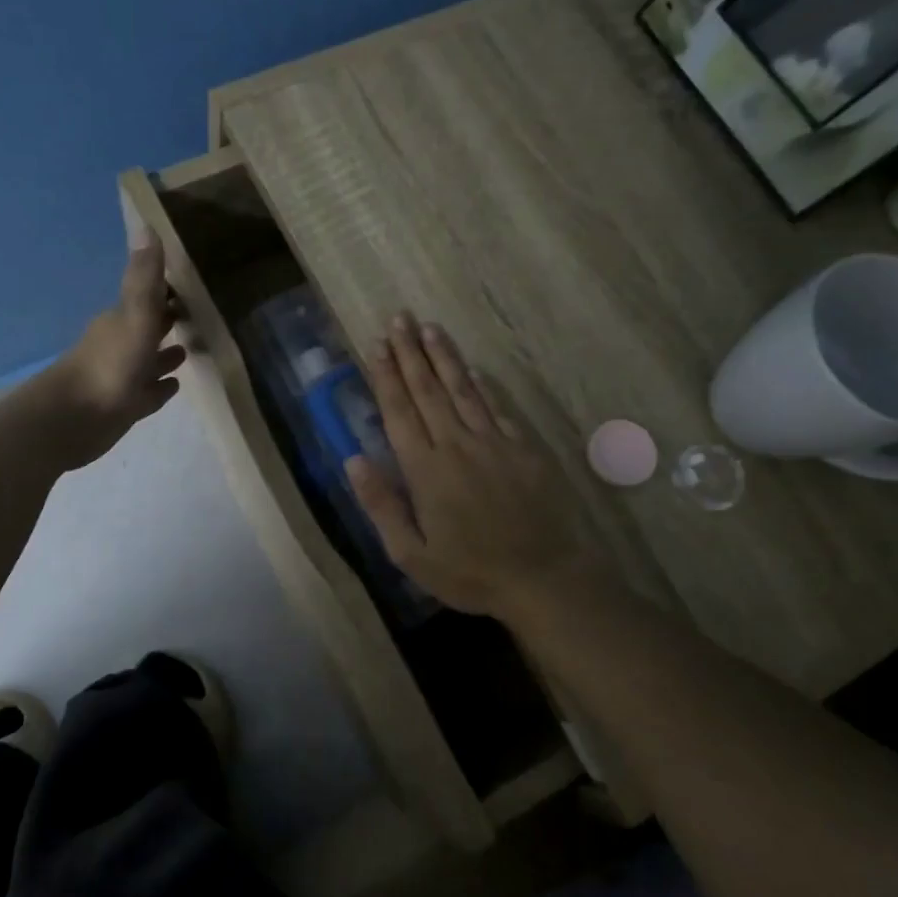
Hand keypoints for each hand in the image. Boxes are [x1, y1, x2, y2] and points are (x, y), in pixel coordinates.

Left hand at [40, 240, 186, 467]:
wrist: (72, 421)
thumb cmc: (109, 366)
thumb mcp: (134, 317)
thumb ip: (145, 278)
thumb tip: (148, 224)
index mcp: (121, 320)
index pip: (147, 297)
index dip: (167, 290)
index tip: (191, 283)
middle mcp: (120, 344)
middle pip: (148, 327)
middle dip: (168, 320)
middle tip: (197, 314)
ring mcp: (121, 377)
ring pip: (148, 361)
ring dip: (165, 355)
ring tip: (189, 349)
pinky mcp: (123, 406)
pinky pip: (148, 392)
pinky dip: (160, 387)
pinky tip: (175, 385)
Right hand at [346, 314, 597, 618]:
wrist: (543, 577)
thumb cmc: (470, 572)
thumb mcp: (411, 554)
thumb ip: (381, 505)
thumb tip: (354, 459)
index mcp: (425, 470)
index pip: (399, 411)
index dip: (386, 376)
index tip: (377, 345)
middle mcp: (456, 445)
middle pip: (428, 391)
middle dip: (410, 353)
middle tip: (399, 319)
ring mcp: (493, 443)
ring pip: (463, 389)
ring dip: (444, 357)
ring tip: (429, 327)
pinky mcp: (523, 448)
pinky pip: (497, 407)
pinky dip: (482, 384)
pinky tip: (473, 368)